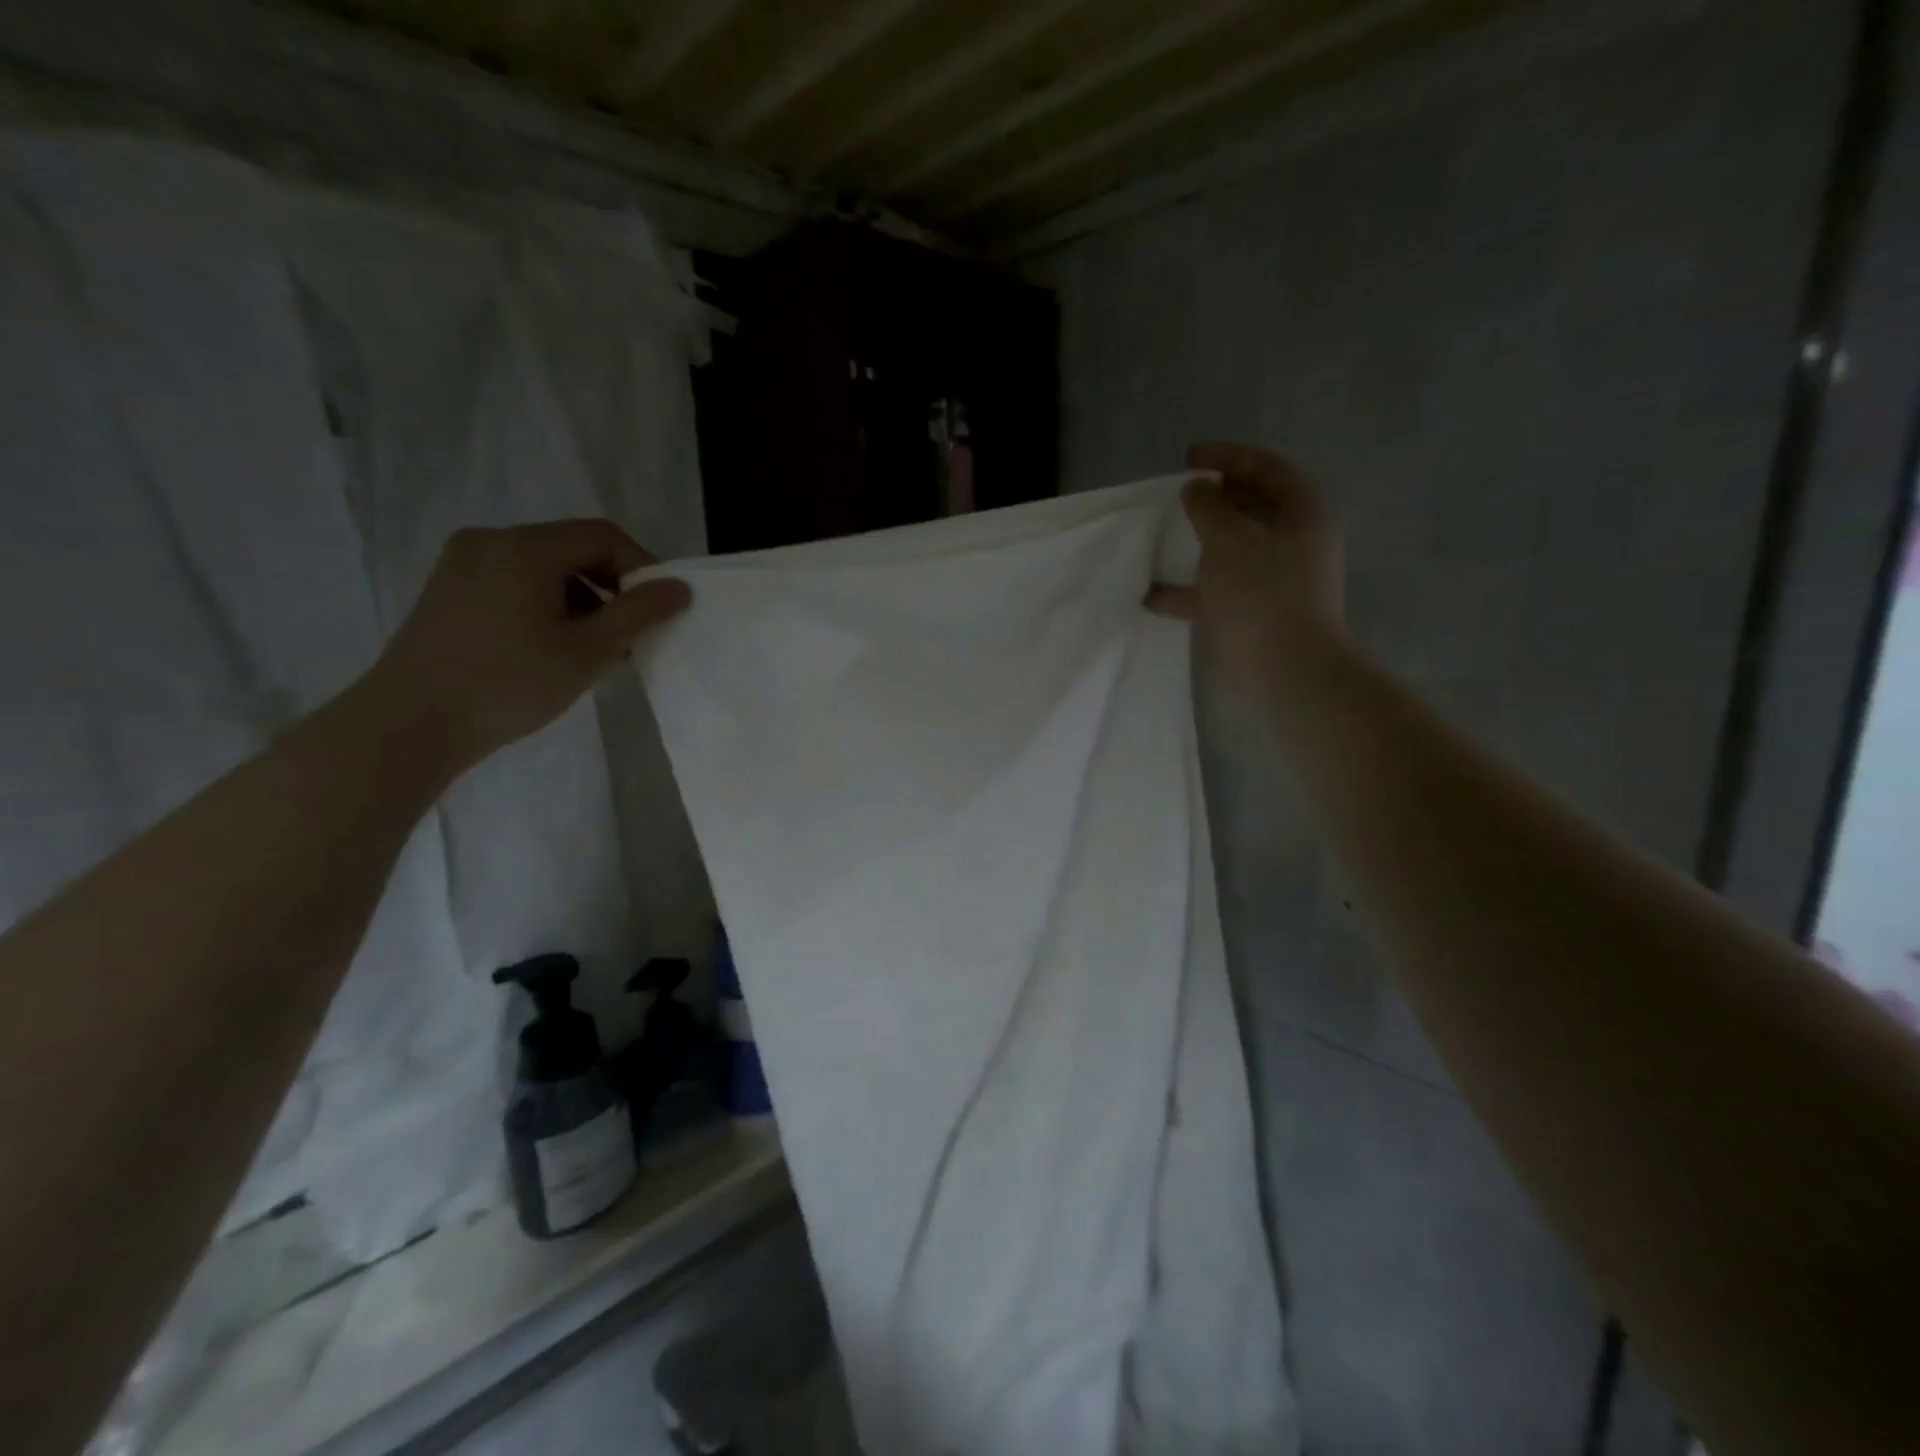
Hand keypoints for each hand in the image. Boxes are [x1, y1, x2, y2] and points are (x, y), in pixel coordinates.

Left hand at [365, 520, 690, 772]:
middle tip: (632, 633)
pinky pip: (516, 584)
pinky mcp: (450, 592)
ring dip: (583, 600)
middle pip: (572, 549)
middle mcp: (490, 542)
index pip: (602, 536)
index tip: (661, 609)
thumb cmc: (508, 683)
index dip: (642, 568)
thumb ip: (638, 614)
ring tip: (597, 649)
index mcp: (524, 547)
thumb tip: (681, 588)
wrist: (411, 723)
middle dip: (612, 587)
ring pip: (545, 569)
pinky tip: (556, 648)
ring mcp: (464, 565)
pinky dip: (549, 606)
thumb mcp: (587, 650)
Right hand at [1148, 442, 1345, 689]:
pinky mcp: (1257, 611)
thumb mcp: (1229, 538)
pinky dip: (1189, 590)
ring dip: (1200, 543)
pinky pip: (1219, 589)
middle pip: (1253, 506)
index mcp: (1302, 511)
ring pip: (1234, 548)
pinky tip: (1153, 596)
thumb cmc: (1261, 592)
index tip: (1188, 459)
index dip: (1227, 456)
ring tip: (1166, 538)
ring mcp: (1277, 578)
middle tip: (1180, 495)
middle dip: (1215, 498)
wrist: (1286, 668)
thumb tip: (1198, 489)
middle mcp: (1295, 540)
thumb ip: (1209, 506)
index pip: (1266, 467)